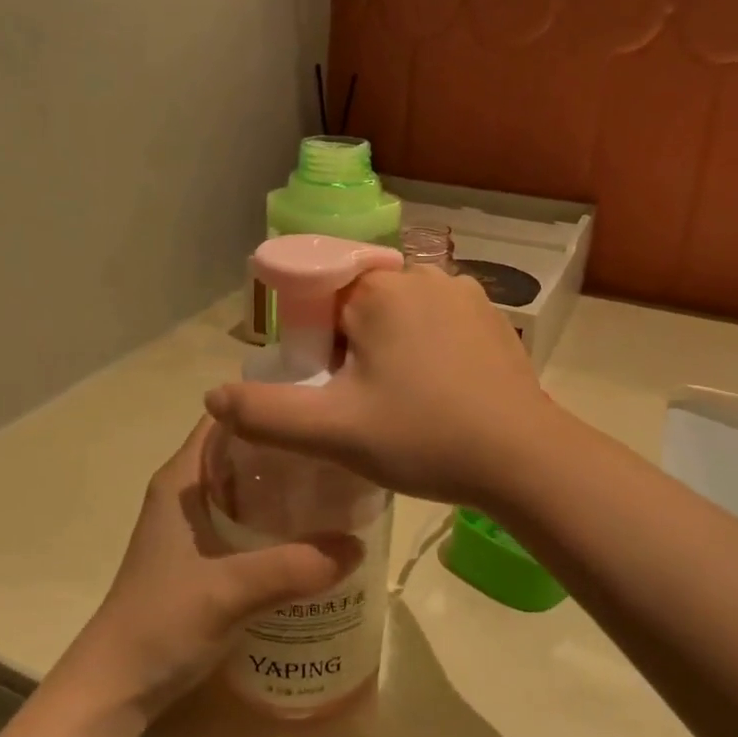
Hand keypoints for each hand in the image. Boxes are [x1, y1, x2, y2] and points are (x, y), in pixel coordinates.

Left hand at [50, 419, 362, 723]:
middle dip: (289, 446)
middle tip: (341, 448)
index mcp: (183, 478)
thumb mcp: (232, 590)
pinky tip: (312, 533)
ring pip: (247, 485)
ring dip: (286, 484)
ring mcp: (194, 524)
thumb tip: (358, 546)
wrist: (118, 685)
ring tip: (338, 485)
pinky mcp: (203, 554)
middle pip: (244, 448)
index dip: (269, 404)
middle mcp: (187, 490)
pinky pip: (247, 519)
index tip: (319, 405)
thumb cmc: (163, 621)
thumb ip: (294, 567)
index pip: (227, 416)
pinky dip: (277, 518)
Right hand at [204, 267, 557, 507]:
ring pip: (400, 315)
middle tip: (364, 405)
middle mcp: (423, 277)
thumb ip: (265, 415)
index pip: (319, 299)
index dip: (313, 344)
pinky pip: (438, 324)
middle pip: (359, 305)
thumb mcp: (335, 433)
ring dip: (389, 350)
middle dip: (350, 348)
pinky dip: (426, 350)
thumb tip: (212, 397)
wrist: (525, 460)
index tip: (330, 389)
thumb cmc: (425, 438)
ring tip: (403, 404)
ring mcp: (465, 294)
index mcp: (380, 290)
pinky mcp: (493, 318)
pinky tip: (439, 394)